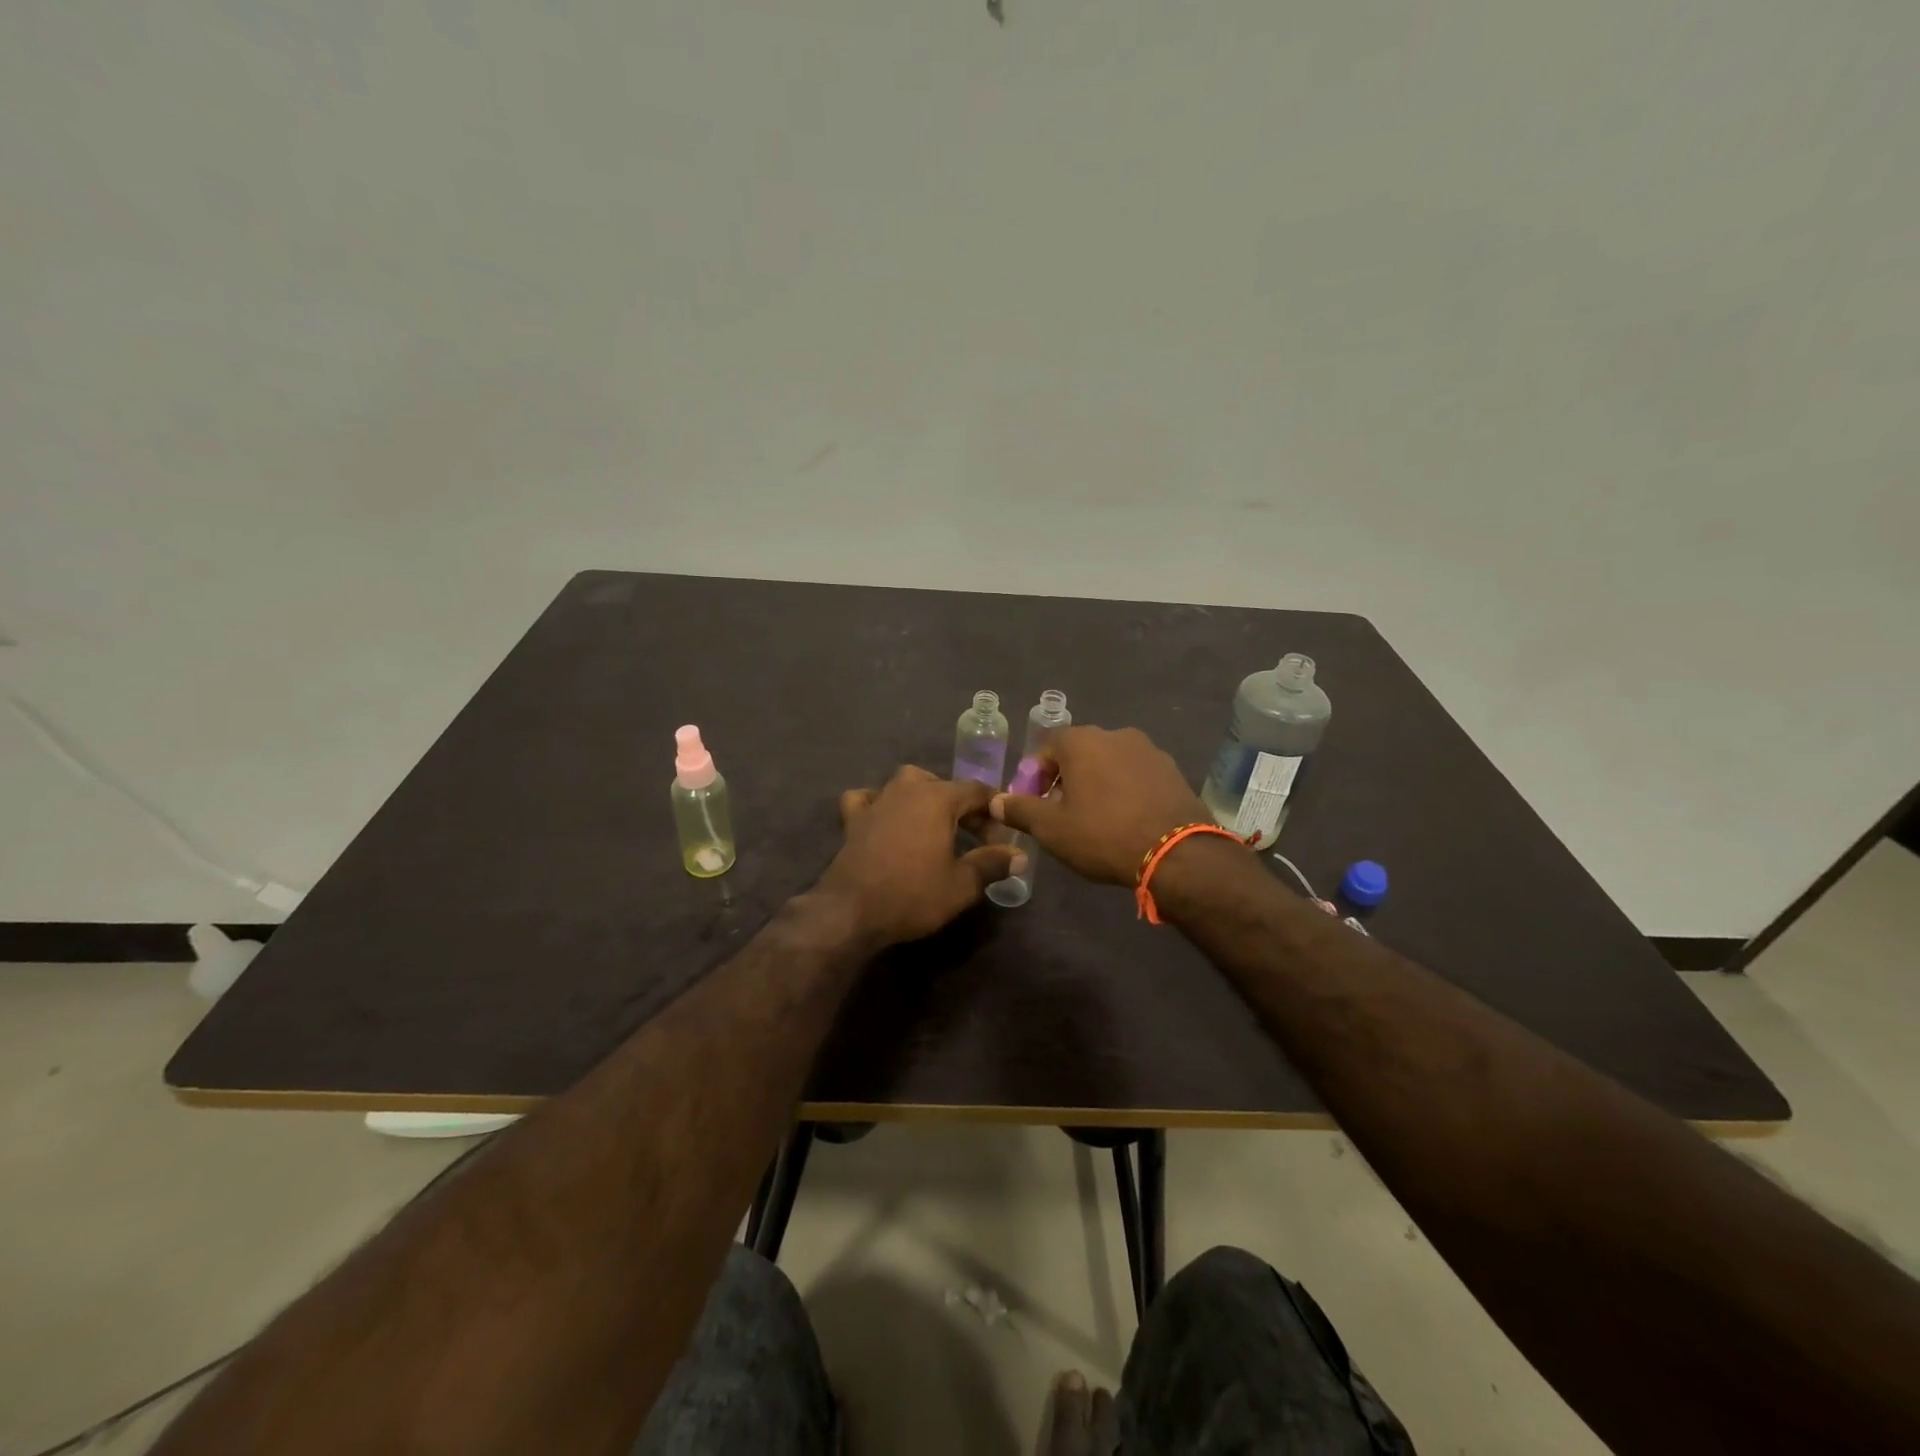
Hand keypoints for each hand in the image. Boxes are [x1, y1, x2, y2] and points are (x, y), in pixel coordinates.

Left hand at [819, 766, 1021, 945]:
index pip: (977, 791)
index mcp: (938, 798)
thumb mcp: (962, 885)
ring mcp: (877, 801)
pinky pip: (868, 798)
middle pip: (944, 786)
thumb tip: (1019, 856)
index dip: (995, 812)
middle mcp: (907, 789)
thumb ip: (992, 864)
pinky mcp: (853, 819)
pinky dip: (879, 803)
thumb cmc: (912, 895)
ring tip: (935, 824)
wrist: (851, 912)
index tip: (1002, 838)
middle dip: (964, 808)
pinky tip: (885, 818)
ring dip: (925, 798)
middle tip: (975, 839)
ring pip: (906, 783)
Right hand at [991, 725, 1208, 885]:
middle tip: (1061, 811)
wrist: (1177, 854)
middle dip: (1066, 777)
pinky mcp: (1173, 770)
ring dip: (1097, 782)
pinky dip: (1125, 789)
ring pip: (1110, 762)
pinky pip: (1137, 774)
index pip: (1047, 746)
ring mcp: (1149, 750)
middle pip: (1079, 751)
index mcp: (1082, 741)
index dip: (1035, 774)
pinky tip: (1126, 819)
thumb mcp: (1052, 829)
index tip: (1035, 802)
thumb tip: (996, 801)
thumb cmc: (1103, 835)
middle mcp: (1116, 734)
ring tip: (1095, 818)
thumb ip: (1020, 810)